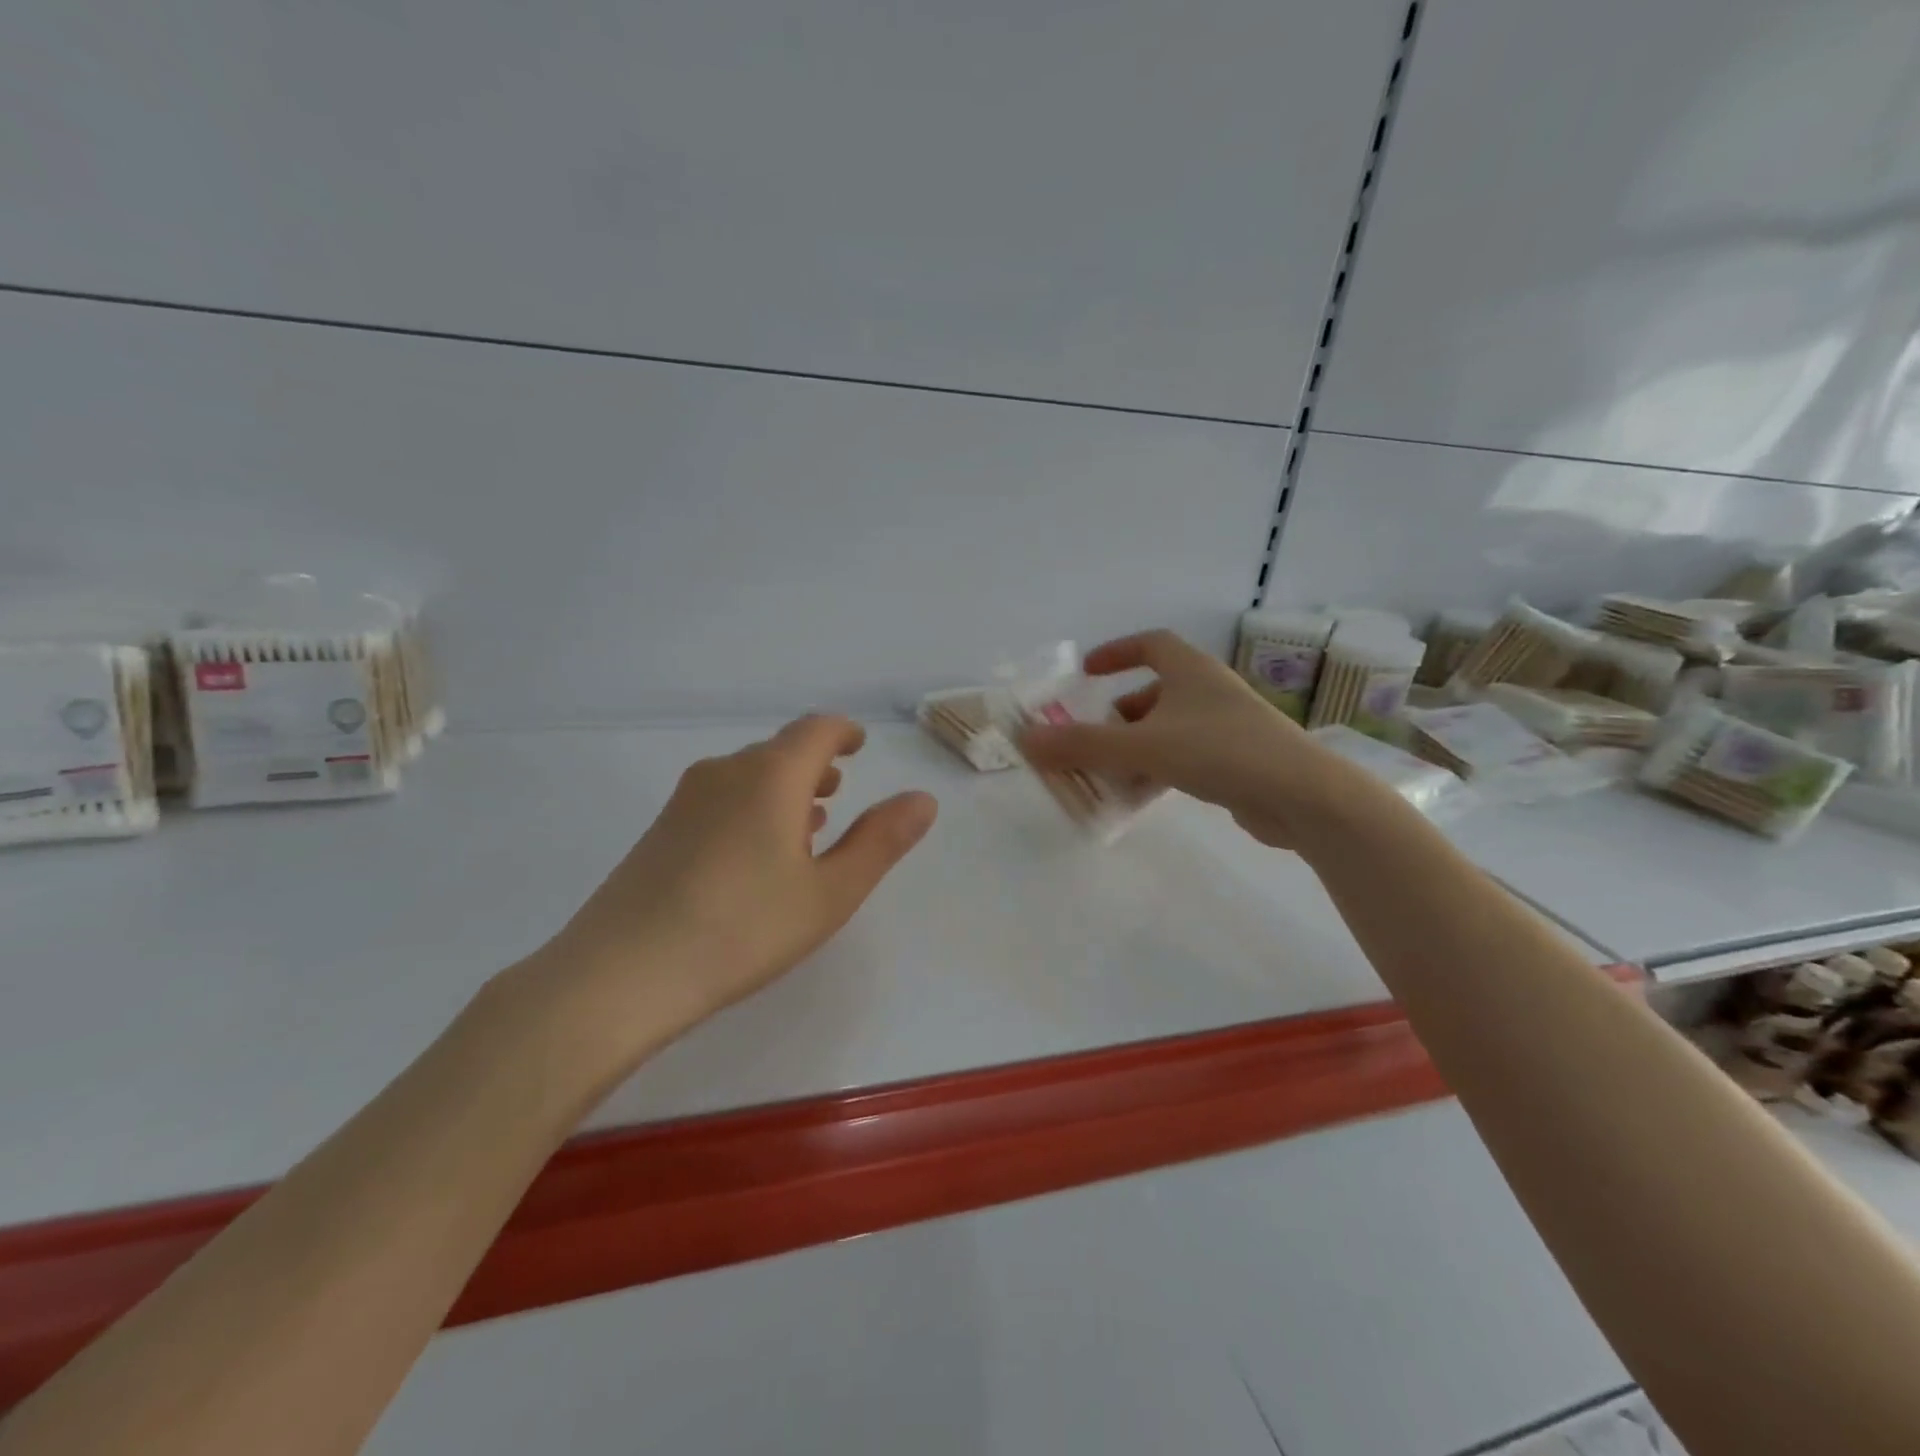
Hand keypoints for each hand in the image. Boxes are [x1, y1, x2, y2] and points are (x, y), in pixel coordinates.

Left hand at [528, 715, 937, 1067]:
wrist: (620, 975)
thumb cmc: (742, 929)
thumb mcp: (829, 892)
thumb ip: (880, 841)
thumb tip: (923, 798)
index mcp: (771, 776)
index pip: (816, 730)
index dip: (843, 732)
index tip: (859, 745)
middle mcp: (726, 772)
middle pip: (780, 750)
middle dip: (816, 764)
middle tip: (840, 789)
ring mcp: (686, 800)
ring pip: (748, 775)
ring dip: (784, 787)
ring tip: (808, 820)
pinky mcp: (660, 830)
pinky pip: (721, 798)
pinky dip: (753, 806)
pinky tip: (758, 851)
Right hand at [1018, 630, 1382, 848]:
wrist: (1304, 798)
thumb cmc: (1221, 753)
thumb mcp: (1143, 747)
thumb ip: (1082, 745)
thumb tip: (1025, 741)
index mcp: (1191, 671)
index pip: (1150, 644)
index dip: (1116, 652)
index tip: (1087, 672)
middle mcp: (1209, 692)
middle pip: (1155, 692)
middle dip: (1118, 714)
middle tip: (1090, 736)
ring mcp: (1227, 728)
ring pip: (1169, 729)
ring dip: (1135, 747)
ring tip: (1106, 773)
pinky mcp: (1237, 763)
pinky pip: (1185, 758)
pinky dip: (1158, 770)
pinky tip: (1140, 796)